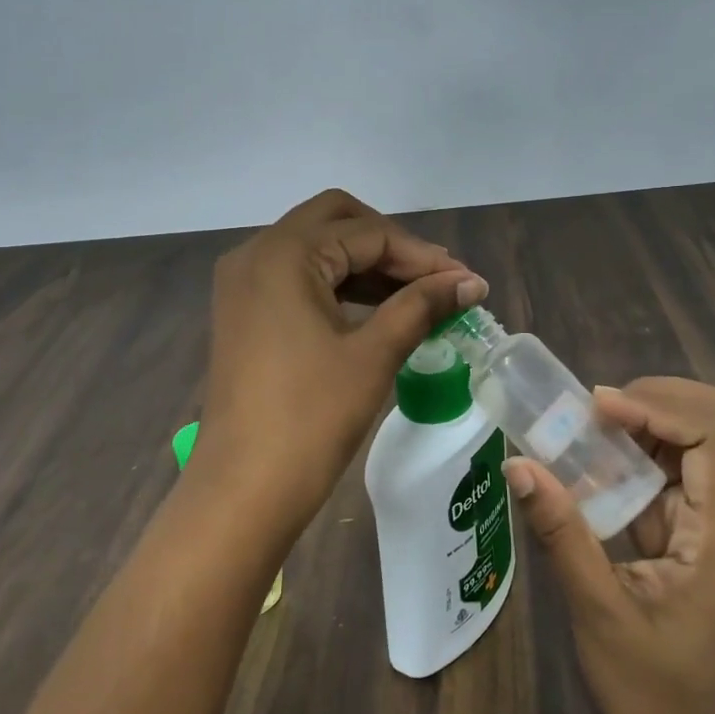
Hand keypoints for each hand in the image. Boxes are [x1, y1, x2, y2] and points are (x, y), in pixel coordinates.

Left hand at [196, 189, 487, 533]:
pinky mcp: (244, 312)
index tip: (466, 282)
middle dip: (391, 246)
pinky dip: (340, 285)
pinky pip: (299, 278)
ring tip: (419, 296)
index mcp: (284, 254)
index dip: (422, 256)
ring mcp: (244, 283)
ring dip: (367, 265)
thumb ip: (422, 305)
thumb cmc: (311, 417)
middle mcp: (256, 254)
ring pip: (317, 248)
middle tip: (435, 279)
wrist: (243, 491)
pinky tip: (378, 310)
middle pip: (337, 222)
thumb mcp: (374, 354)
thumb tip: (471, 282)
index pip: (368, 233)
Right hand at [506, 378, 714, 713]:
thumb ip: (563, 534)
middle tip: (593, 410)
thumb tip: (519, 465)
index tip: (596, 408)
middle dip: (656, 399)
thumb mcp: (600, 613)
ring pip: (701, 435)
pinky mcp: (703, 529)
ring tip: (586, 425)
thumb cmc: (654, 694)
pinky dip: (640, 449)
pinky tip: (597, 459)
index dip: (657, 405)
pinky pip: (680, 466)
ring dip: (646, 419)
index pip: (713, 431)